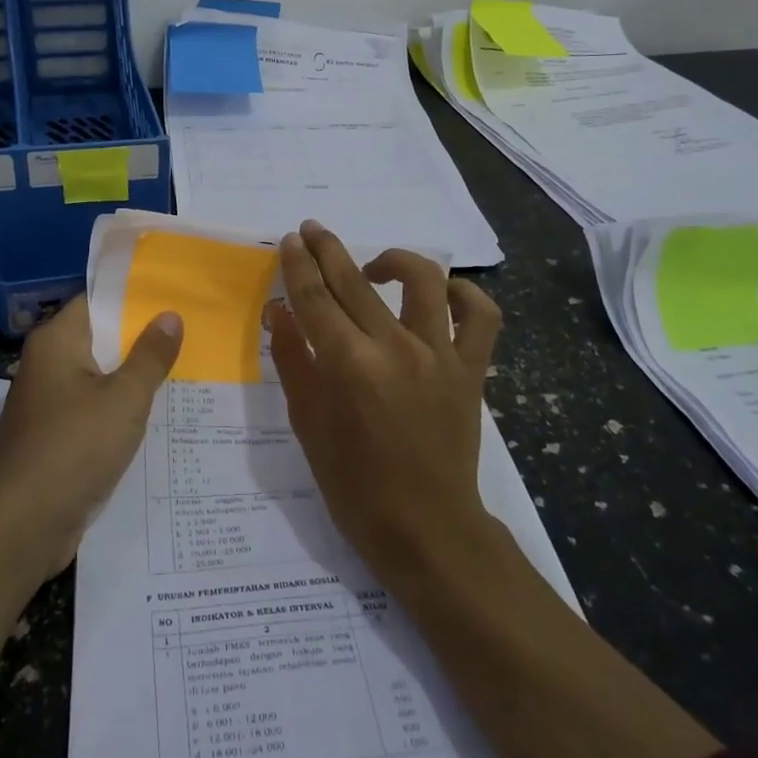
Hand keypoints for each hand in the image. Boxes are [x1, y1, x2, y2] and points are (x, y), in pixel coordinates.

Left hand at [0, 294, 182, 582]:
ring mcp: (47, 403)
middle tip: (190, 332)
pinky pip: (92, 409)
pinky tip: (154, 415)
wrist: (21, 526)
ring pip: (98, 377)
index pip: (97, 301)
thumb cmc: (74, 448)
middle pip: (99, 338)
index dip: (135, 297)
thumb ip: (150, 356)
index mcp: (56, 341)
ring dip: (133, 376)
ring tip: (184, 369)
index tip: (174, 297)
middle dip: (141, 338)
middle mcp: (46, 364)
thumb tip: (169, 315)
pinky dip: (118, 409)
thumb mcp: (125, 398)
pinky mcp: (52, 437)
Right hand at [263, 221, 503, 588]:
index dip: (298, 264)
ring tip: (374, 267)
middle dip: (328, 248)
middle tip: (313, 230)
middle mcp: (395, 348)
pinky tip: (443, 293)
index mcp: (348, 365)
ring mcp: (440, 355)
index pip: (315, 297)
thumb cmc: (355, 485)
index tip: (290, 240)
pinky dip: (464, 295)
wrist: (426, 528)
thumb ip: (292, 360)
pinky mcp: (471, 368)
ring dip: (394, 260)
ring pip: (424, 281)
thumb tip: (278, 310)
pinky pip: (480, 316)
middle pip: (355, 281)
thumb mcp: (308, 424)